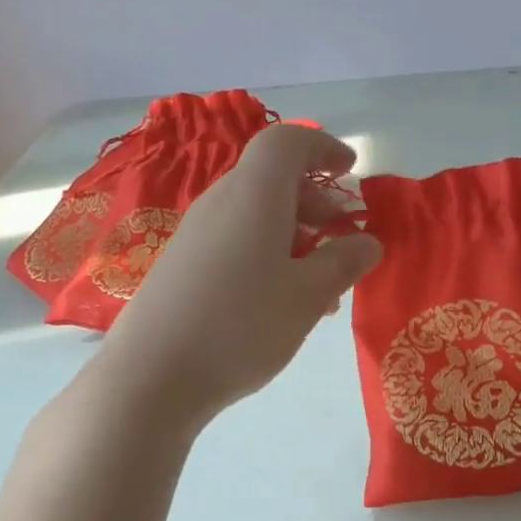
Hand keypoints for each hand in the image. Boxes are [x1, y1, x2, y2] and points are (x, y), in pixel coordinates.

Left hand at [95, 125, 381, 424]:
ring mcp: (196, 235)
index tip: (351, 170)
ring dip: (297, 236)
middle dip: (316, 201)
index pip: (287, 142)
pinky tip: (282, 303)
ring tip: (322, 286)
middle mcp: (220, 203)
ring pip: (256, 216)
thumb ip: (344, 262)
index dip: (322, 147)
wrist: (152, 377)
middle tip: (343, 238)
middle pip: (272, 180)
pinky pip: (236, 241)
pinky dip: (269, 254)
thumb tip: (368, 242)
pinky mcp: (182, 266)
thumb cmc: (242, 325)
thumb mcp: (308, 296)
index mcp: (253, 195)